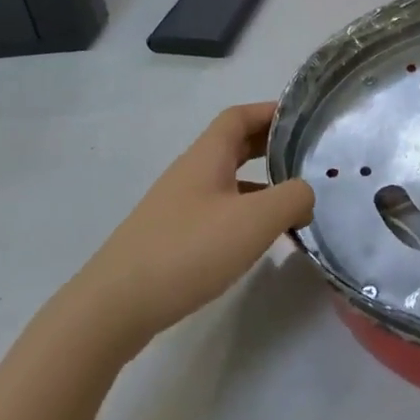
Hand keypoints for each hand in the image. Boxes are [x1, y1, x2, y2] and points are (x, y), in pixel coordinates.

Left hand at [75, 104, 314, 350]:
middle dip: (270, 146)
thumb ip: (292, 199)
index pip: (239, 116)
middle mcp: (190, 173)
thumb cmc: (188, 250)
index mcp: (207, 156)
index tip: (304, 120)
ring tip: (292, 203)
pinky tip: (257, 241)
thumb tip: (306, 194)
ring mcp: (177, 206)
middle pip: (233, 145)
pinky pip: (216, 211)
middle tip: (305, 158)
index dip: (271, 111)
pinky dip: (243, 214)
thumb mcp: (254, 221)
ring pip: (226, 181)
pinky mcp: (171, 238)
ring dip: (260, 184)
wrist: (113, 307)